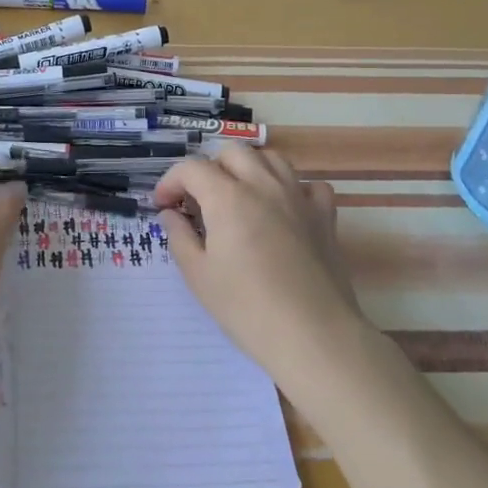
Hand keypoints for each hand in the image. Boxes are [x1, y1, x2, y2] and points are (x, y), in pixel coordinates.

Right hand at [152, 145, 365, 376]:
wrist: (313, 335)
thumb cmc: (247, 308)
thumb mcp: (198, 276)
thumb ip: (180, 237)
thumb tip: (170, 214)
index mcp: (228, 197)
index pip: (191, 168)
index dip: (170, 182)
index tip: (163, 206)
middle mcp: (264, 185)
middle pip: (232, 152)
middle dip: (209, 169)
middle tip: (199, 201)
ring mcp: (298, 197)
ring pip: (271, 159)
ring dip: (249, 169)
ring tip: (239, 197)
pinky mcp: (325, 216)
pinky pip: (309, 185)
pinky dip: (292, 189)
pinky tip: (284, 210)